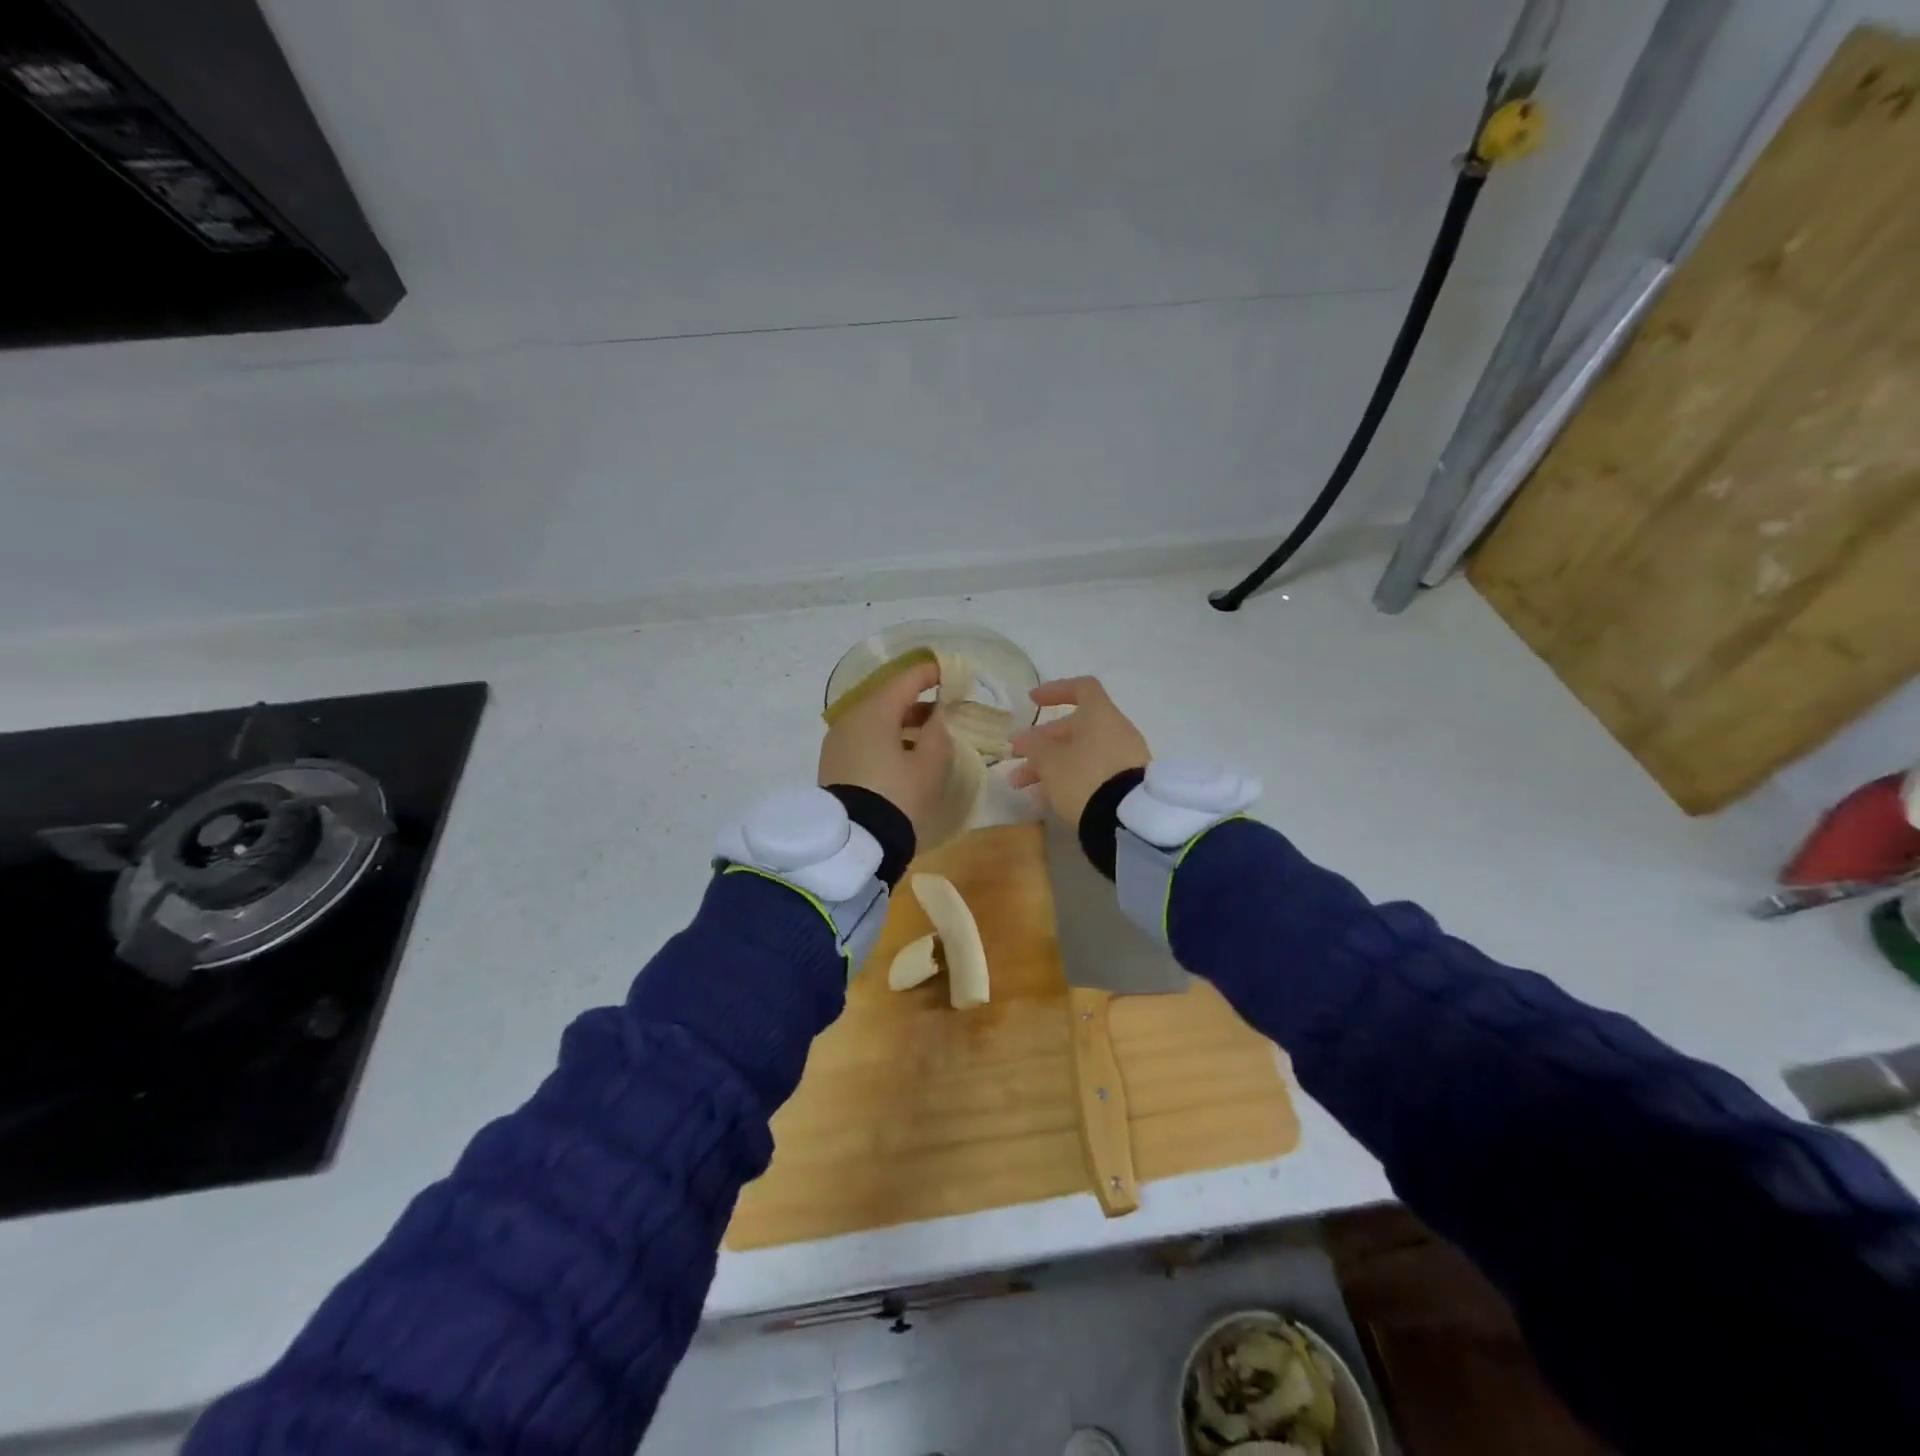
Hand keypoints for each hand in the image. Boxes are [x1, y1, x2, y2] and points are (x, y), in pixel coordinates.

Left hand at [818, 661, 954, 843]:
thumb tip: (938, 716)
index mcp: (875, 710)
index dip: (931, 674)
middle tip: (944, 708)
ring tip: (928, 734)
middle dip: (917, 700)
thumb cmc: (898, 795)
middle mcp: (851, 718)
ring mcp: (838, 740)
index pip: (906, 679)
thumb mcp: (929, 764)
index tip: (951, 674)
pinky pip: (864, 738)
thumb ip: (938, 732)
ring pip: (874, 720)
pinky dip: (886, 738)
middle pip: (887, 698)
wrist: (854, 841)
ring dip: (901, 722)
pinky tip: (904, 754)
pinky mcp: (833, 763)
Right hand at [1008, 676, 1150, 827]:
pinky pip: (1091, 773)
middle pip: (1074, 728)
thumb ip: (1034, 746)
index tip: (1032, 701)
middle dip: (1041, 743)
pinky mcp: (1125, 783)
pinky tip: (1045, 800)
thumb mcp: (1050, 761)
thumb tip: (1026, 739)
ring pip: (1079, 754)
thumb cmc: (1084, 777)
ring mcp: (1123, 758)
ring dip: (1049, 766)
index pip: (1081, 688)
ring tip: (1022, 786)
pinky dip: (1068, 780)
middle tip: (1016, 757)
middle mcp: (1115, 731)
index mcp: (1100, 715)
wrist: (1127, 819)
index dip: (1055, 691)